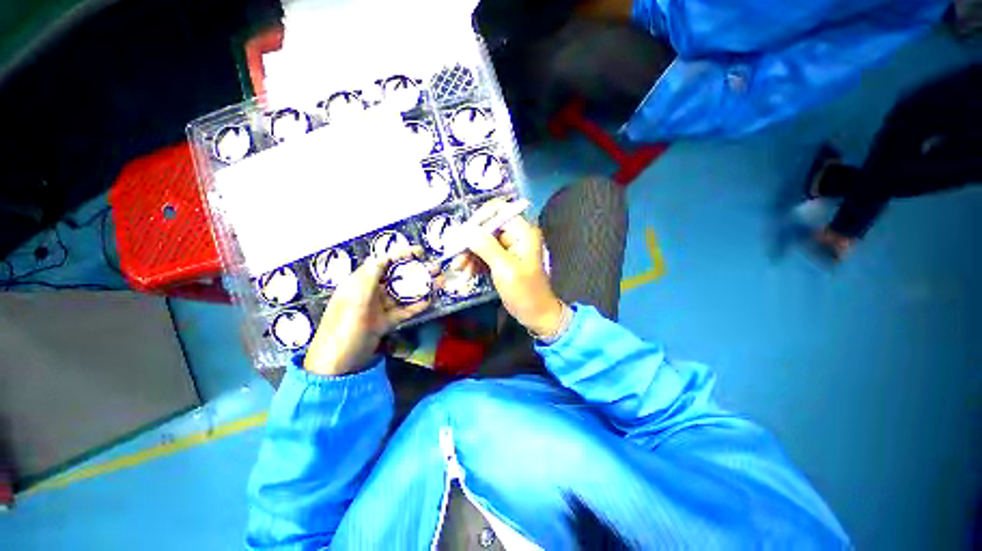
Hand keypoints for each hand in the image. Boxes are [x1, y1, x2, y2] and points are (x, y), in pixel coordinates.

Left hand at [304, 247, 430, 376]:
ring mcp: (379, 308)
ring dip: (421, 288)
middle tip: (436, 269)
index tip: (420, 252)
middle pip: (396, 277)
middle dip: (416, 271)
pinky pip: (403, 310)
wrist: (337, 367)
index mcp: (358, 284)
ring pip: (403, 293)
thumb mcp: (355, 305)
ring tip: (439, 283)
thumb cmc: (343, 332)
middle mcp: (370, 293)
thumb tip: (381, 257)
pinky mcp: (385, 322)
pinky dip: (416, 306)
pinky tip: (430, 301)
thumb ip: (369, 281)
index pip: (382, 263)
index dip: (400, 255)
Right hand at [460, 199, 566, 337]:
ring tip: (460, 270)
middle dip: (470, 242)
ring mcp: (509, 247)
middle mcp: (516, 235)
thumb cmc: (525, 292)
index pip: (498, 210)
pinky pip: (484, 254)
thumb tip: (467, 230)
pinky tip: (467, 273)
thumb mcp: (504, 269)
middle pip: (487, 227)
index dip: (478, 219)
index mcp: (523, 231)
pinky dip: (474, 262)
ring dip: (469, 254)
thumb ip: (486, 247)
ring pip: (483, 241)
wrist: (536, 314)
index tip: (462, 235)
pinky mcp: (502, 259)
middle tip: (455, 257)